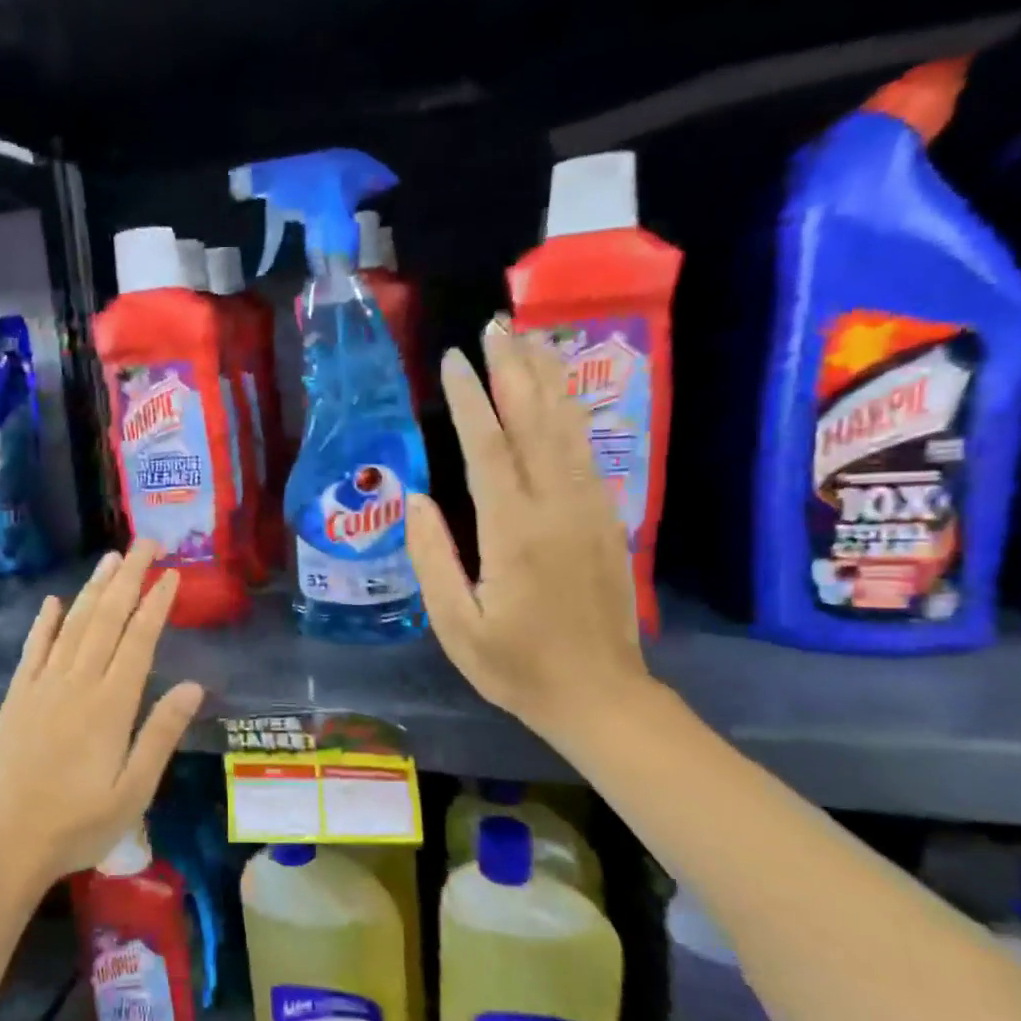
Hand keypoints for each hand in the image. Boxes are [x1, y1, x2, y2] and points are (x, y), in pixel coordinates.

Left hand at [0, 544, 204, 885]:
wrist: (3, 845)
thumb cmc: (77, 824)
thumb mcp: (134, 790)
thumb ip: (161, 734)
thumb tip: (194, 686)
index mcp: (110, 705)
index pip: (138, 640)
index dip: (156, 604)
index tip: (171, 574)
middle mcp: (77, 683)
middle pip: (106, 619)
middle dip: (128, 578)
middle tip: (146, 543)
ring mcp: (42, 686)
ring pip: (73, 625)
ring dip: (93, 590)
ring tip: (110, 559)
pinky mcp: (17, 697)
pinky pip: (33, 649)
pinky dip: (45, 622)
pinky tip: (55, 602)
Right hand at [405, 321, 651, 746]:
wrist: (601, 695)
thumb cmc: (517, 667)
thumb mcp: (457, 626)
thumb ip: (432, 558)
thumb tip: (415, 498)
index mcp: (514, 531)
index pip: (488, 447)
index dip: (469, 399)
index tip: (453, 359)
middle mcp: (556, 506)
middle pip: (535, 422)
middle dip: (513, 369)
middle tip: (495, 325)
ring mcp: (588, 508)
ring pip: (567, 428)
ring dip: (546, 379)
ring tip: (528, 339)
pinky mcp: (605, 518)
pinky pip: (584, 451)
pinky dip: (570, 412)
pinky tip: (559, 394)